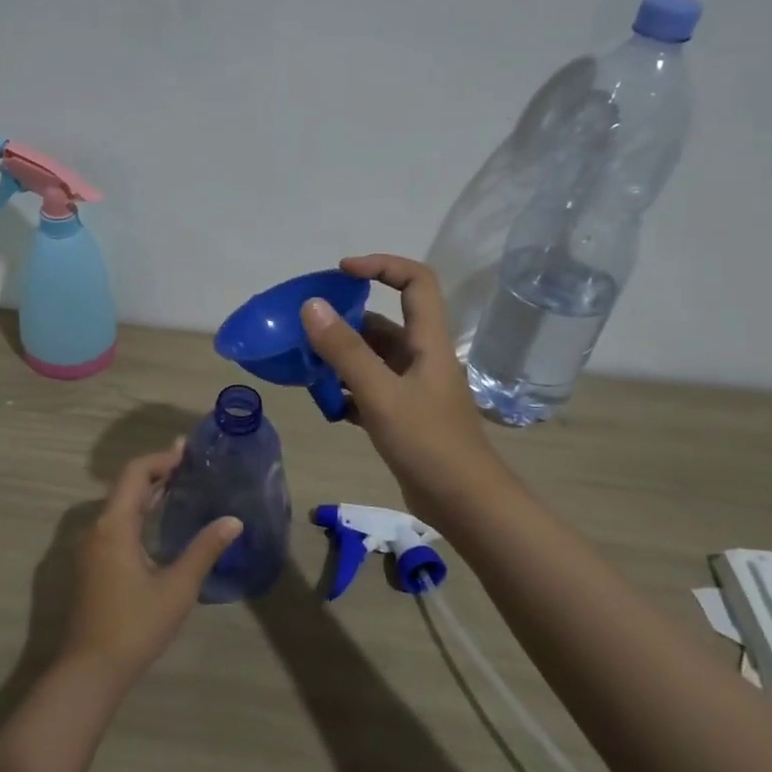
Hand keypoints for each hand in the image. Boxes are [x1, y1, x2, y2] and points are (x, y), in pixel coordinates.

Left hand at [59, 442, 241, 689]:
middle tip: (188, 463)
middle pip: (125, 487)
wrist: (90, 670)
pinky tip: (158, 522)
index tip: (187, 450)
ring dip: (146, 492)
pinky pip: (115, 523)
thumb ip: (205, 550)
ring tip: (178, 486)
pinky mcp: (92, 565)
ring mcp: (91, 548)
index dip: (161, 459)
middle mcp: (97, 528)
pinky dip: (138, 512)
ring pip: (119, 506)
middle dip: (156, 472)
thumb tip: (233, 521)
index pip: (135, 474)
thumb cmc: (135, 624)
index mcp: (114, 525)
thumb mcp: (178, 587)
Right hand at [301, 254, 512, 522]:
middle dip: (345, 323)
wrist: (465, 504)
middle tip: (306, 331)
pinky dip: (348, 392)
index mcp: (428, 342)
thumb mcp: (381, 394)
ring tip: (306, 368)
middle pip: (383, 323)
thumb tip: (311, 306)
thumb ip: (345, 351)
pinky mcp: (405, 416)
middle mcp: (422, 358)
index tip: (342, 272)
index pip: (415, 281)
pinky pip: (371, 390)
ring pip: (373, 359)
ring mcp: (414, 388)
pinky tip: (327, 405)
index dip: (381, 266)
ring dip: (341, 360)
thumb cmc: (428, 443)